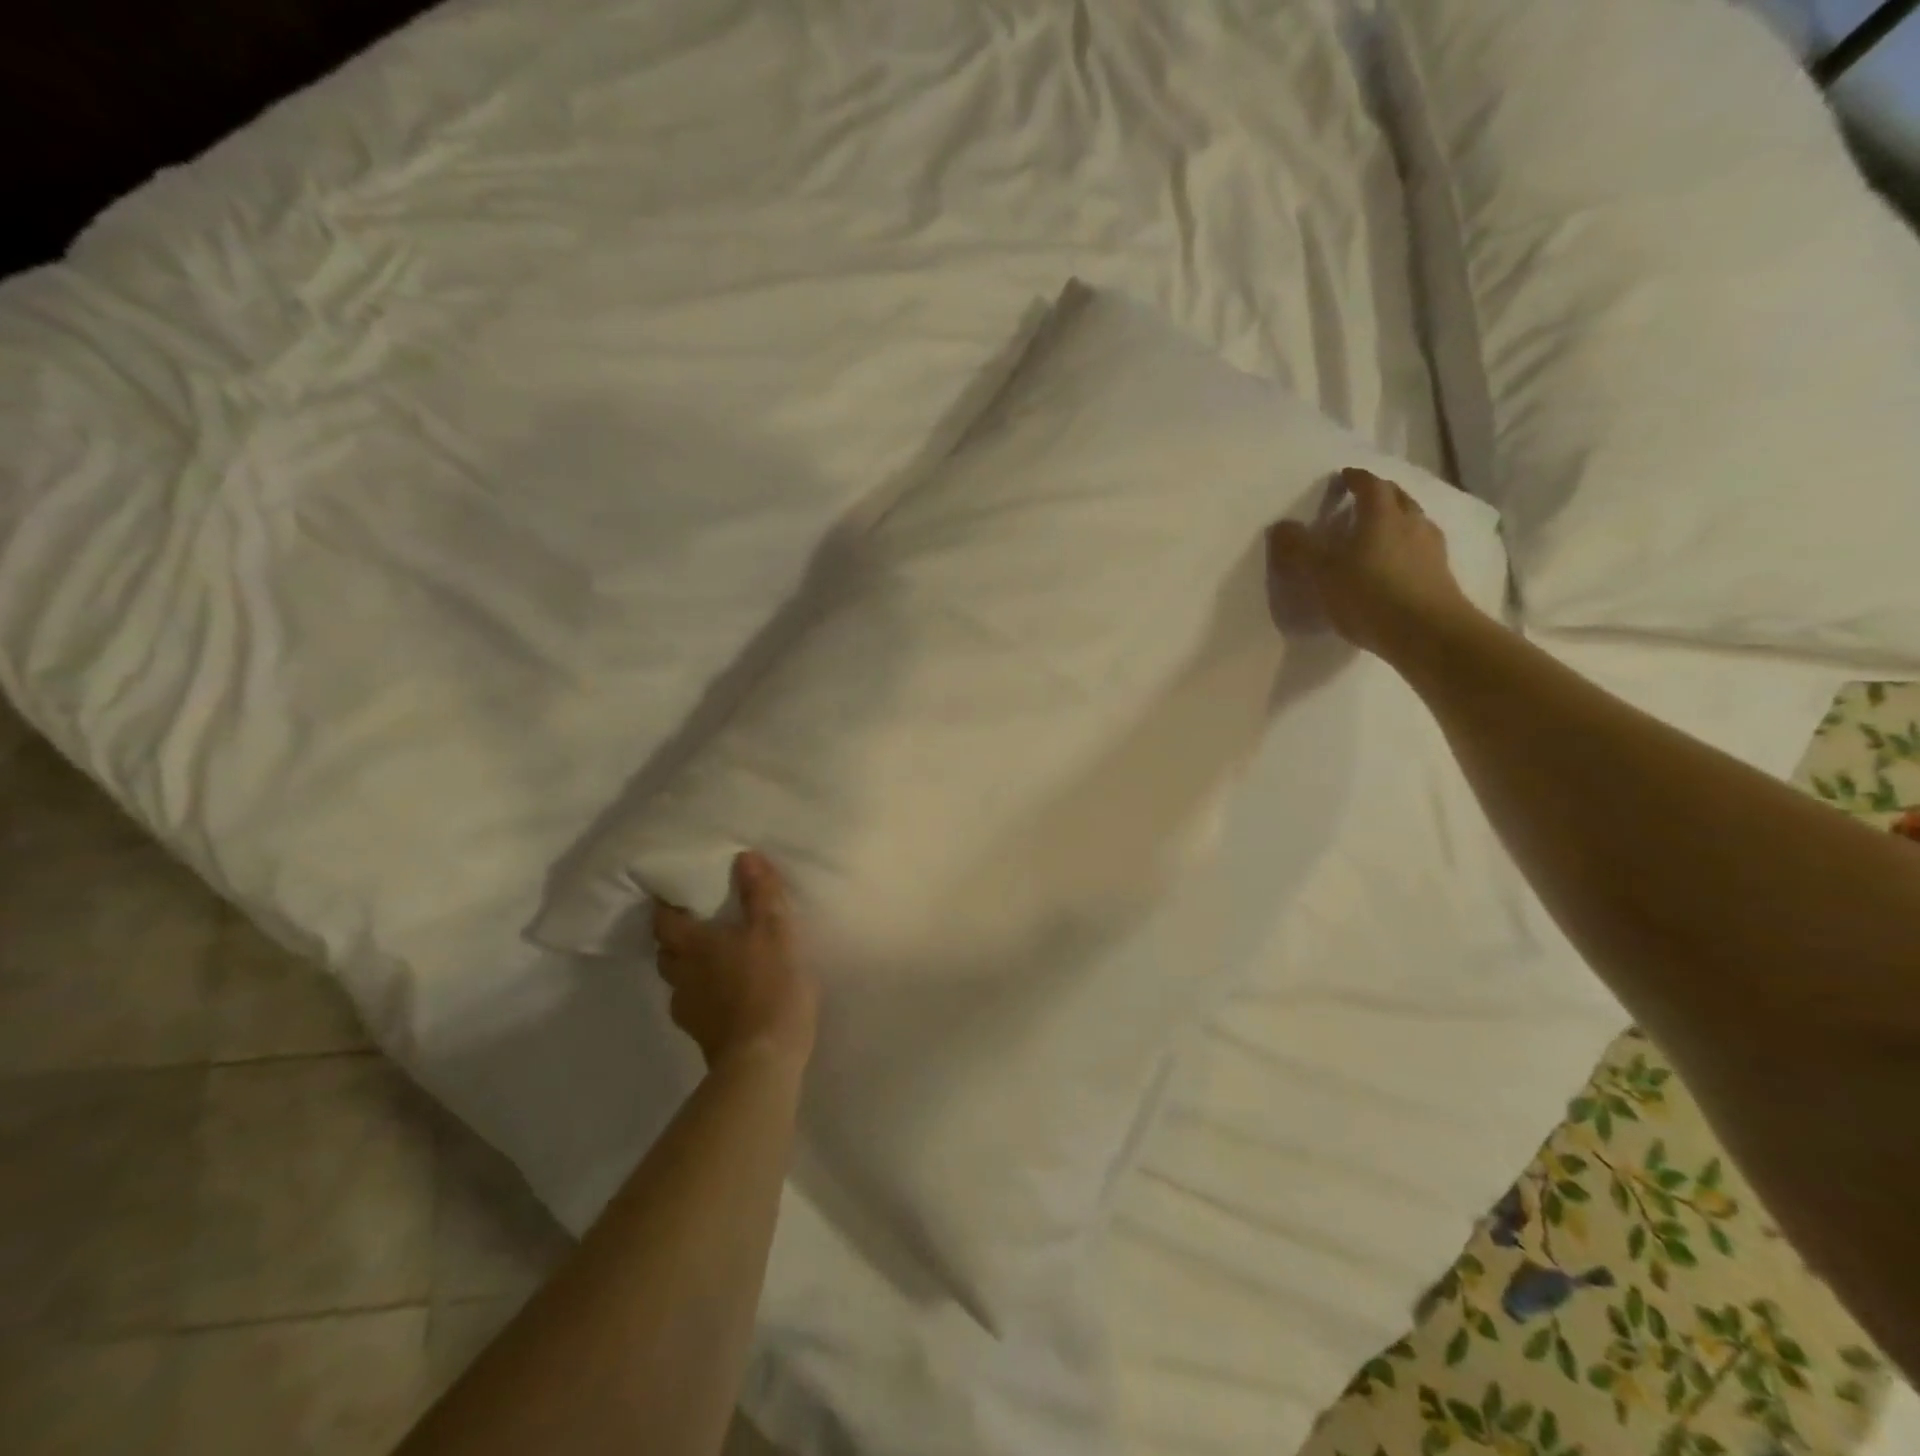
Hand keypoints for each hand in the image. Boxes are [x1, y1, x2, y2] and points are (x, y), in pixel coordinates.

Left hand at [651, 852, 819, 1073]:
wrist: (763, 1059)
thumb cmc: (769, 985)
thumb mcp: (775, 931)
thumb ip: (761, 893)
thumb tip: (745, 856)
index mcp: (694, 946)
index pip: (664, 921)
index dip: (666, 907)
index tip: (675, 896)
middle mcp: (682, 975)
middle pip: (666, 952)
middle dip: (676, 938)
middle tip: (699, 925)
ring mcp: (688, 1009)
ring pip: (678, 980)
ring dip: (690, 968)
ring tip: (715, 960)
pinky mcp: (701, 1035)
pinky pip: (695, 1005)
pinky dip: (705, 995)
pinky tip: (728, 996)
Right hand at [1267, 466, 1479, 662]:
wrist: (1426, 632)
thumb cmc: (1368, 593)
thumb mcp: (1322, 572)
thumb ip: (1299, 547)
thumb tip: (1280, 526)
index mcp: (1381, 514)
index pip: (1370, 484)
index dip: (1355, 479)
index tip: (1344, 477)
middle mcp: (1411, 522)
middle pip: (1397, 498)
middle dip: (1380, 495)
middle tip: (1362, 501)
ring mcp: (1430, 548)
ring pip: (1413, 522)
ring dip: (1397, 520)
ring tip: (1379, 533)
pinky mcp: (1440, 574)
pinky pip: (1420, 548)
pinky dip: (1406, 547)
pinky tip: (1396, 563)